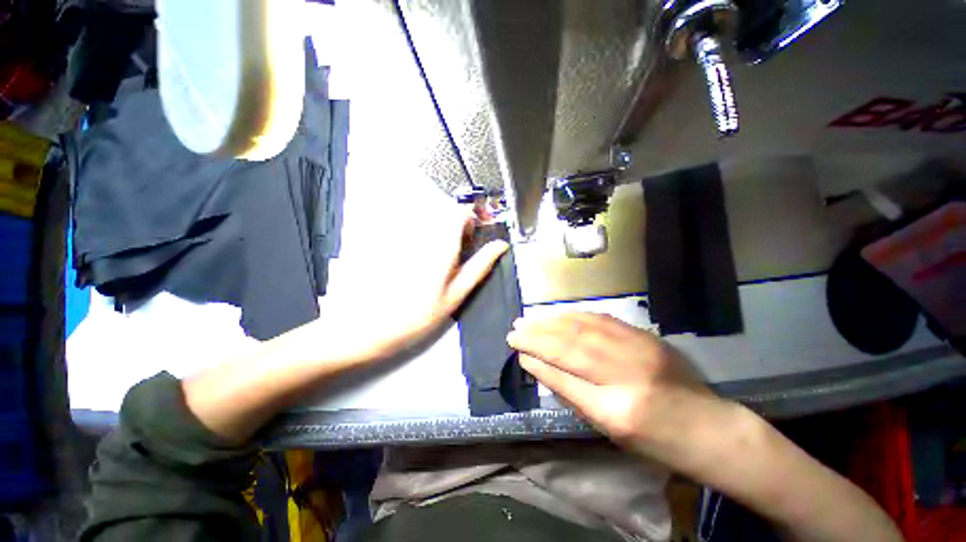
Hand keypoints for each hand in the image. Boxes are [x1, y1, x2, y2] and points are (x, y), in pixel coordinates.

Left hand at [319, 205, 508, 363]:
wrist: (372, 327)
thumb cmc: (420, 315)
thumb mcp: (456, 294)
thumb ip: (480, 266)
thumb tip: (500, 245)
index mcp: (442, 245)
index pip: (461, 212)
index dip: (475, 216)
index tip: (481, 232)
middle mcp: (423, 235)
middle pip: (447, 216)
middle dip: (462, 228)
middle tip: (465, 252)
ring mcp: (407, 240)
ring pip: (434, 225)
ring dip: (447, 236)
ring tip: (447, 262)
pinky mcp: (395, 246)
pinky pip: (420, 235)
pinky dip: (431, 242)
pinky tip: (427, 265)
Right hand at [507, 312, 729, 467]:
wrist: (710, 427)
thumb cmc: (658, 442)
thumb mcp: (611, 432)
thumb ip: (574, 397)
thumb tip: (541, 369)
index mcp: (616, 412)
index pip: (564, 378)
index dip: (538, 363)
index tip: (518, 353)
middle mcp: (626, 375)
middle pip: (570, 348)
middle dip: (536, 338)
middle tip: (514, 331)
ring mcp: (638, 350)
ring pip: (582, 328)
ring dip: (550, 322)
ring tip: (528, 320)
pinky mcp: (645, 336)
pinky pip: (601, 319)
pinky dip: (573, 315)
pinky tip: (557, 315)